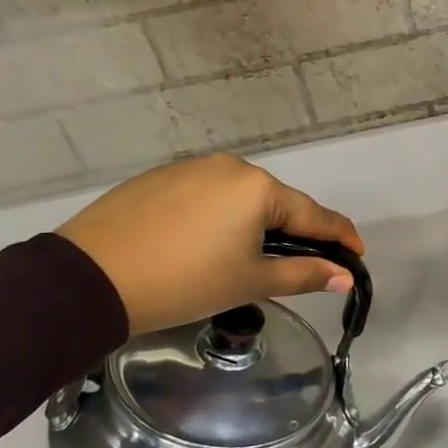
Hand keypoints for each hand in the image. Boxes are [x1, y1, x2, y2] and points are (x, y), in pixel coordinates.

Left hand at [57, 154, 364, 334]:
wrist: (90, 277)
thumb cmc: (184, 281)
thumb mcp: (249, 281)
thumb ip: (302, 274)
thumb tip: (344, 276)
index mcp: (258, 188)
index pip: (313, 214)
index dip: (340, 237)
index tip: (357, 254)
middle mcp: (231, 166)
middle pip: (276, 202)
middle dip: (292, 231)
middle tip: (297, 264)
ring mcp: (192, 167)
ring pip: (239, 197)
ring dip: (253, 224)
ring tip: (244, 258)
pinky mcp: (161, 176)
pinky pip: (205, 194)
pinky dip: (217, 217)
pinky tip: (201, 243)